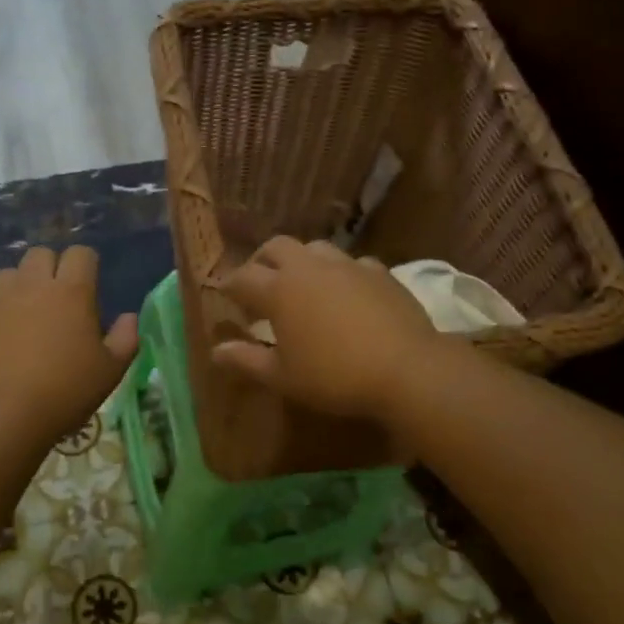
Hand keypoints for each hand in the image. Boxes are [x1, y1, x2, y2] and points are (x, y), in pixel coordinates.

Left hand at [0, 245, 138, 445]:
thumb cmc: (64, 393)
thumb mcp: (110, 372)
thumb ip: (125, 339)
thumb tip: (129, 317)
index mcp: (71, 292)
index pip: (81, 254)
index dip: (86, 265)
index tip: (88, 289)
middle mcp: (31, 284)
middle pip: (41, 254)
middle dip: (50, 269)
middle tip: (56, 301)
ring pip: (7, 274)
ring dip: (17, 288)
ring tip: (21, 318)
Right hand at [210, 236, 438, 420]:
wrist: (407, 368)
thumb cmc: (334, 376)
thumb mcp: (283, 377)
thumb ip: (247, 360)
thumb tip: (216, 351)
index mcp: (279, 290)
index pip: (242, 277)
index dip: (230, 286)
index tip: (226, 298)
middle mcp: (309, 267)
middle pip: (276, 247)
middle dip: (261, 261)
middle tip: (260, 284)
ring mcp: (347, 265)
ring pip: (314, 248)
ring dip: (301, 261)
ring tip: (302, 284)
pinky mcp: (379, 272)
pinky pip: (351, 263)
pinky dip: (339, 273)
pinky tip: (345, 292)